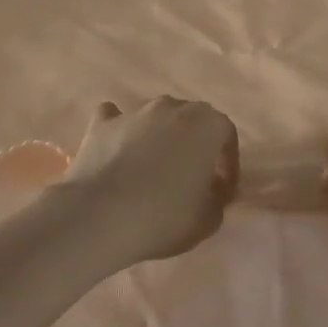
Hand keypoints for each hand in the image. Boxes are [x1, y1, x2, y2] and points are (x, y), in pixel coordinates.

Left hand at [59, 98, 239, 263]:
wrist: (100, 216)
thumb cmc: (164, 216)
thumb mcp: (209, 219)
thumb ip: (217, 197)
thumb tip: (210, 187)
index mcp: (205, 123)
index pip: (225, 133)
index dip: (227, 161)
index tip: (221, 188)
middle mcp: (171, 107)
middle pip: (190, 120)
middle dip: (193, 144)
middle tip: (189, 177)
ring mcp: (133, 112)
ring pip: (154, 118)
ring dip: (158, 138)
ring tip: (152, 170)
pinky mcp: (100, 124)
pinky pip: (115, 119)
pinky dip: (120, 131)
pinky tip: (117, 150)